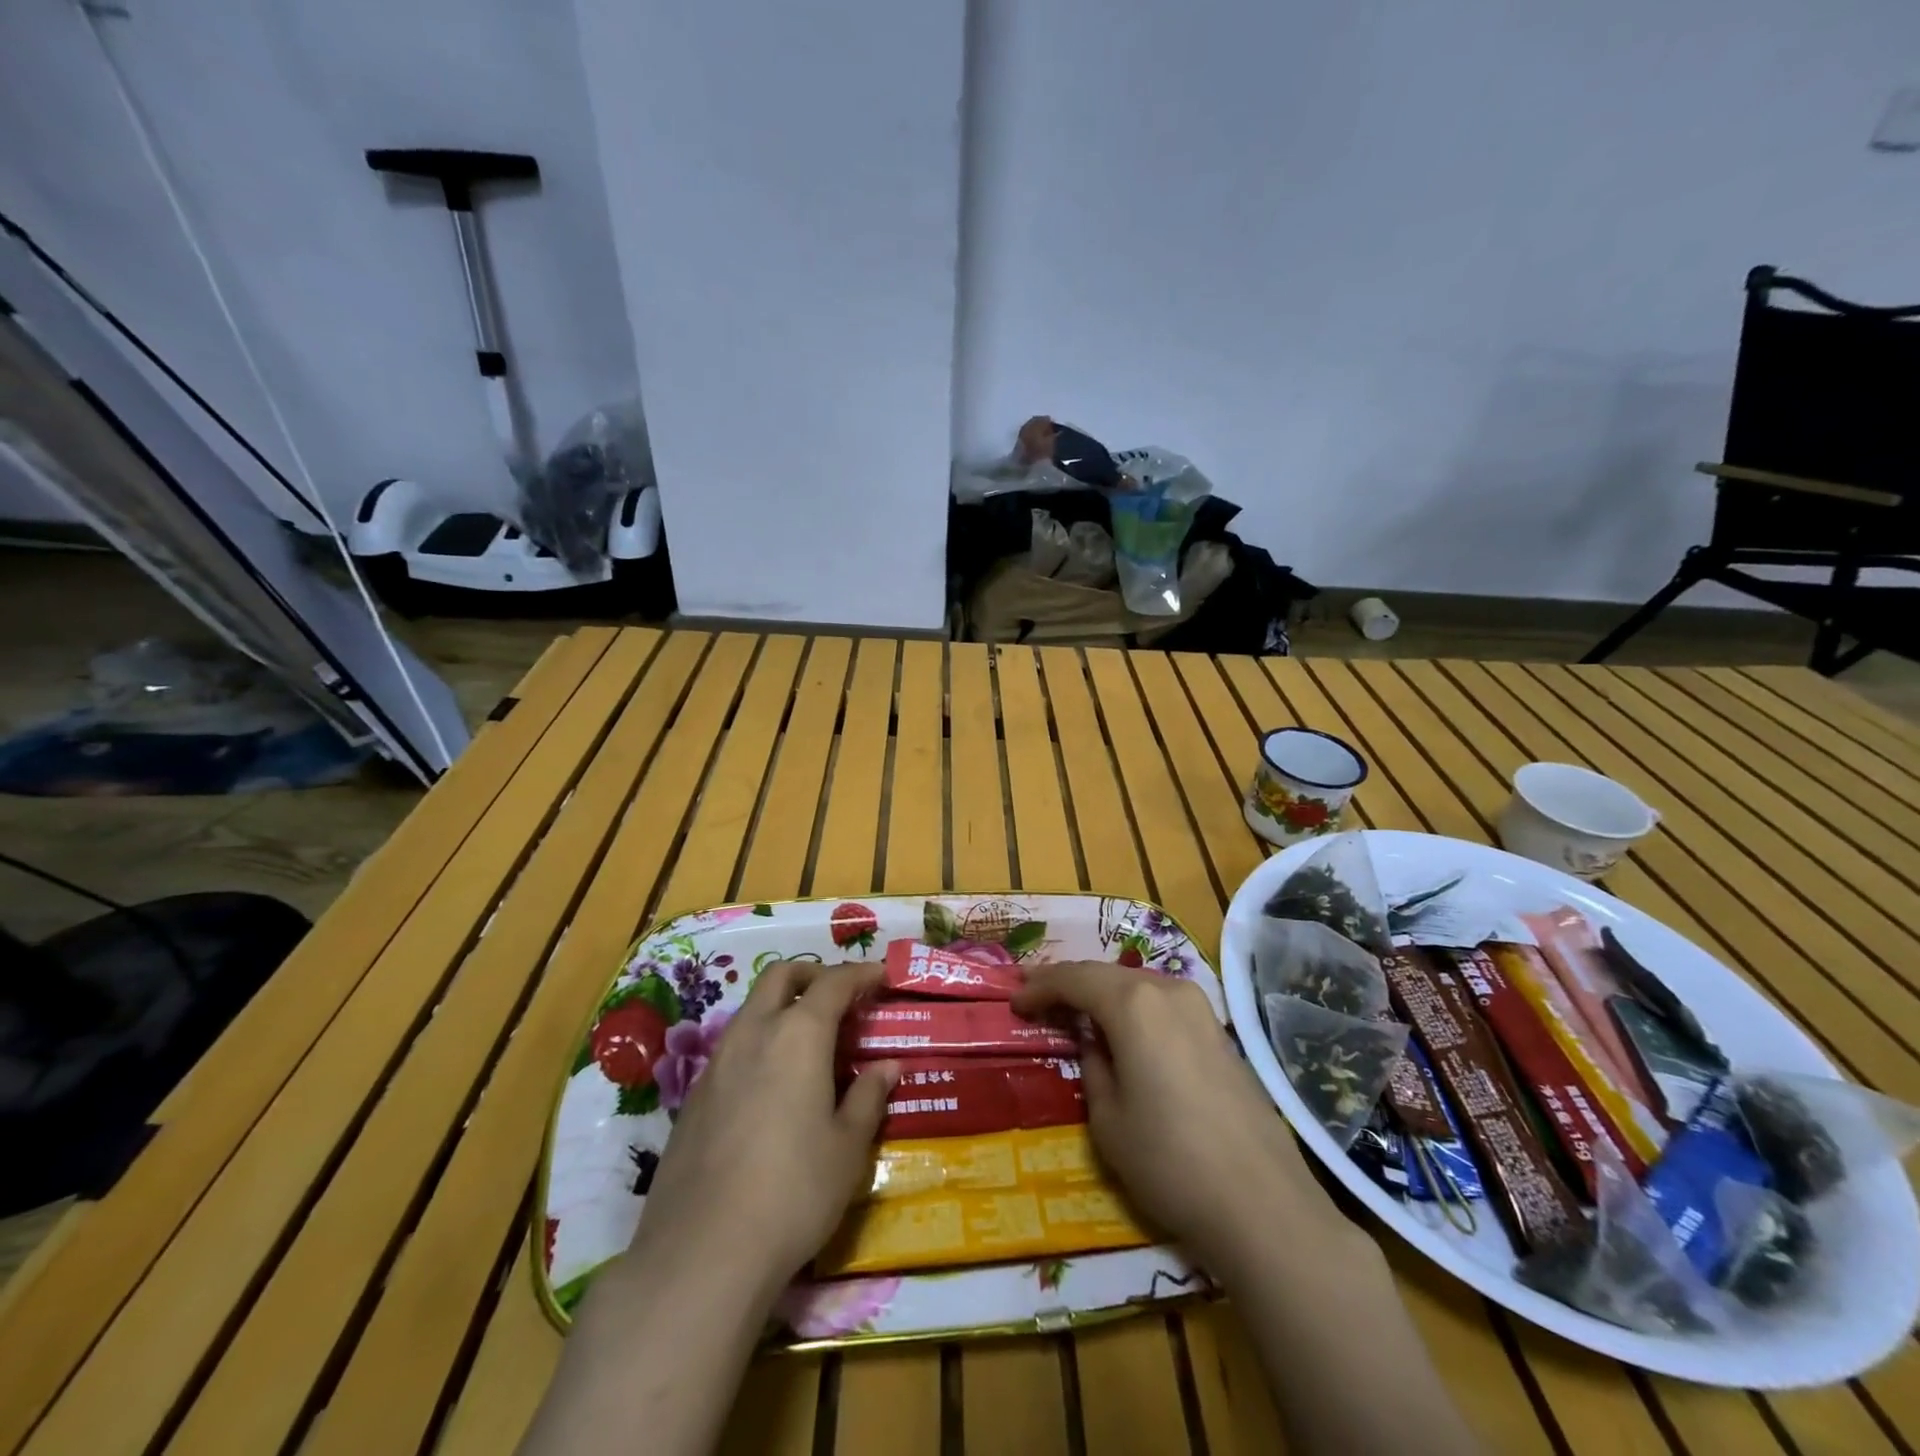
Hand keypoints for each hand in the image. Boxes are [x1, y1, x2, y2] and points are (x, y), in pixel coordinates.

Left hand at [628, 960, 896, 1303]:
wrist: (701, 1253)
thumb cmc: (793, 1191)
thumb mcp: (847, 1148)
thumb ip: (868, 1097)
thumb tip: (887, 1066)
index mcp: (798, 1035)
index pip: (834, 983)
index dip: (861, 974)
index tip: (881, 977)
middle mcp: (754, 1033)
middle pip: (781, 976)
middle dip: (813, 974)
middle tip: (841, 996)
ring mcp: (717, 1062)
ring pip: (752, 1007)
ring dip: (783, 1006)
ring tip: (810, 1040)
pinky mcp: (694, 1095)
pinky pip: (733, 1045)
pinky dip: (760, 1040)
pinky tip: (773, 1083)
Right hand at [1014, 963, 1348, 1275]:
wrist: (1263, 1205)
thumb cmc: (1170, 1161)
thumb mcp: (1108, 1120)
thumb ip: (1094, 1067)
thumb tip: (1095, 1044)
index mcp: (1133, 1004)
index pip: (1074, 979)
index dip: (1040, 987)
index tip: (1015, 1002)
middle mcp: (1168, 991)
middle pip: (1107, 975)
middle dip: (1070, 984)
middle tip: (1038, 997)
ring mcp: (1201, 1009)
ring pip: (1138, 987)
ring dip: (1104, 995)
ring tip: (1076, 1011)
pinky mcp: (1221, 1034)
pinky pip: (1164, 1006)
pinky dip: (1135, 1010)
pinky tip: (1124, 1031)